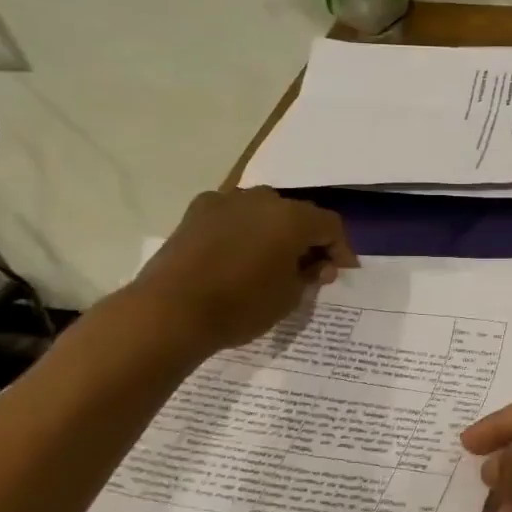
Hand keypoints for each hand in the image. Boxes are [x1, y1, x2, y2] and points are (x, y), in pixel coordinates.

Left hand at [127, 187, 355, 355]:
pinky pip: (233, 215)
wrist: (170, 311)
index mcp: (293, 218)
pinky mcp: (196, 212)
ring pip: (264, 211)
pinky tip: (239, 253)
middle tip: (311, 269)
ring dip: (275, 231)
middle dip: (309, 239)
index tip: (342, 272)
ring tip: (274, 260)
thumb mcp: (290, 297)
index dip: (341, 249)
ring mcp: (226, 201)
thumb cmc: (241, 306)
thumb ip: (310, 275)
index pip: (330, 225)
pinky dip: (244, 230)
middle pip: (298, 214)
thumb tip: (318, 265)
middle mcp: (262, 199)